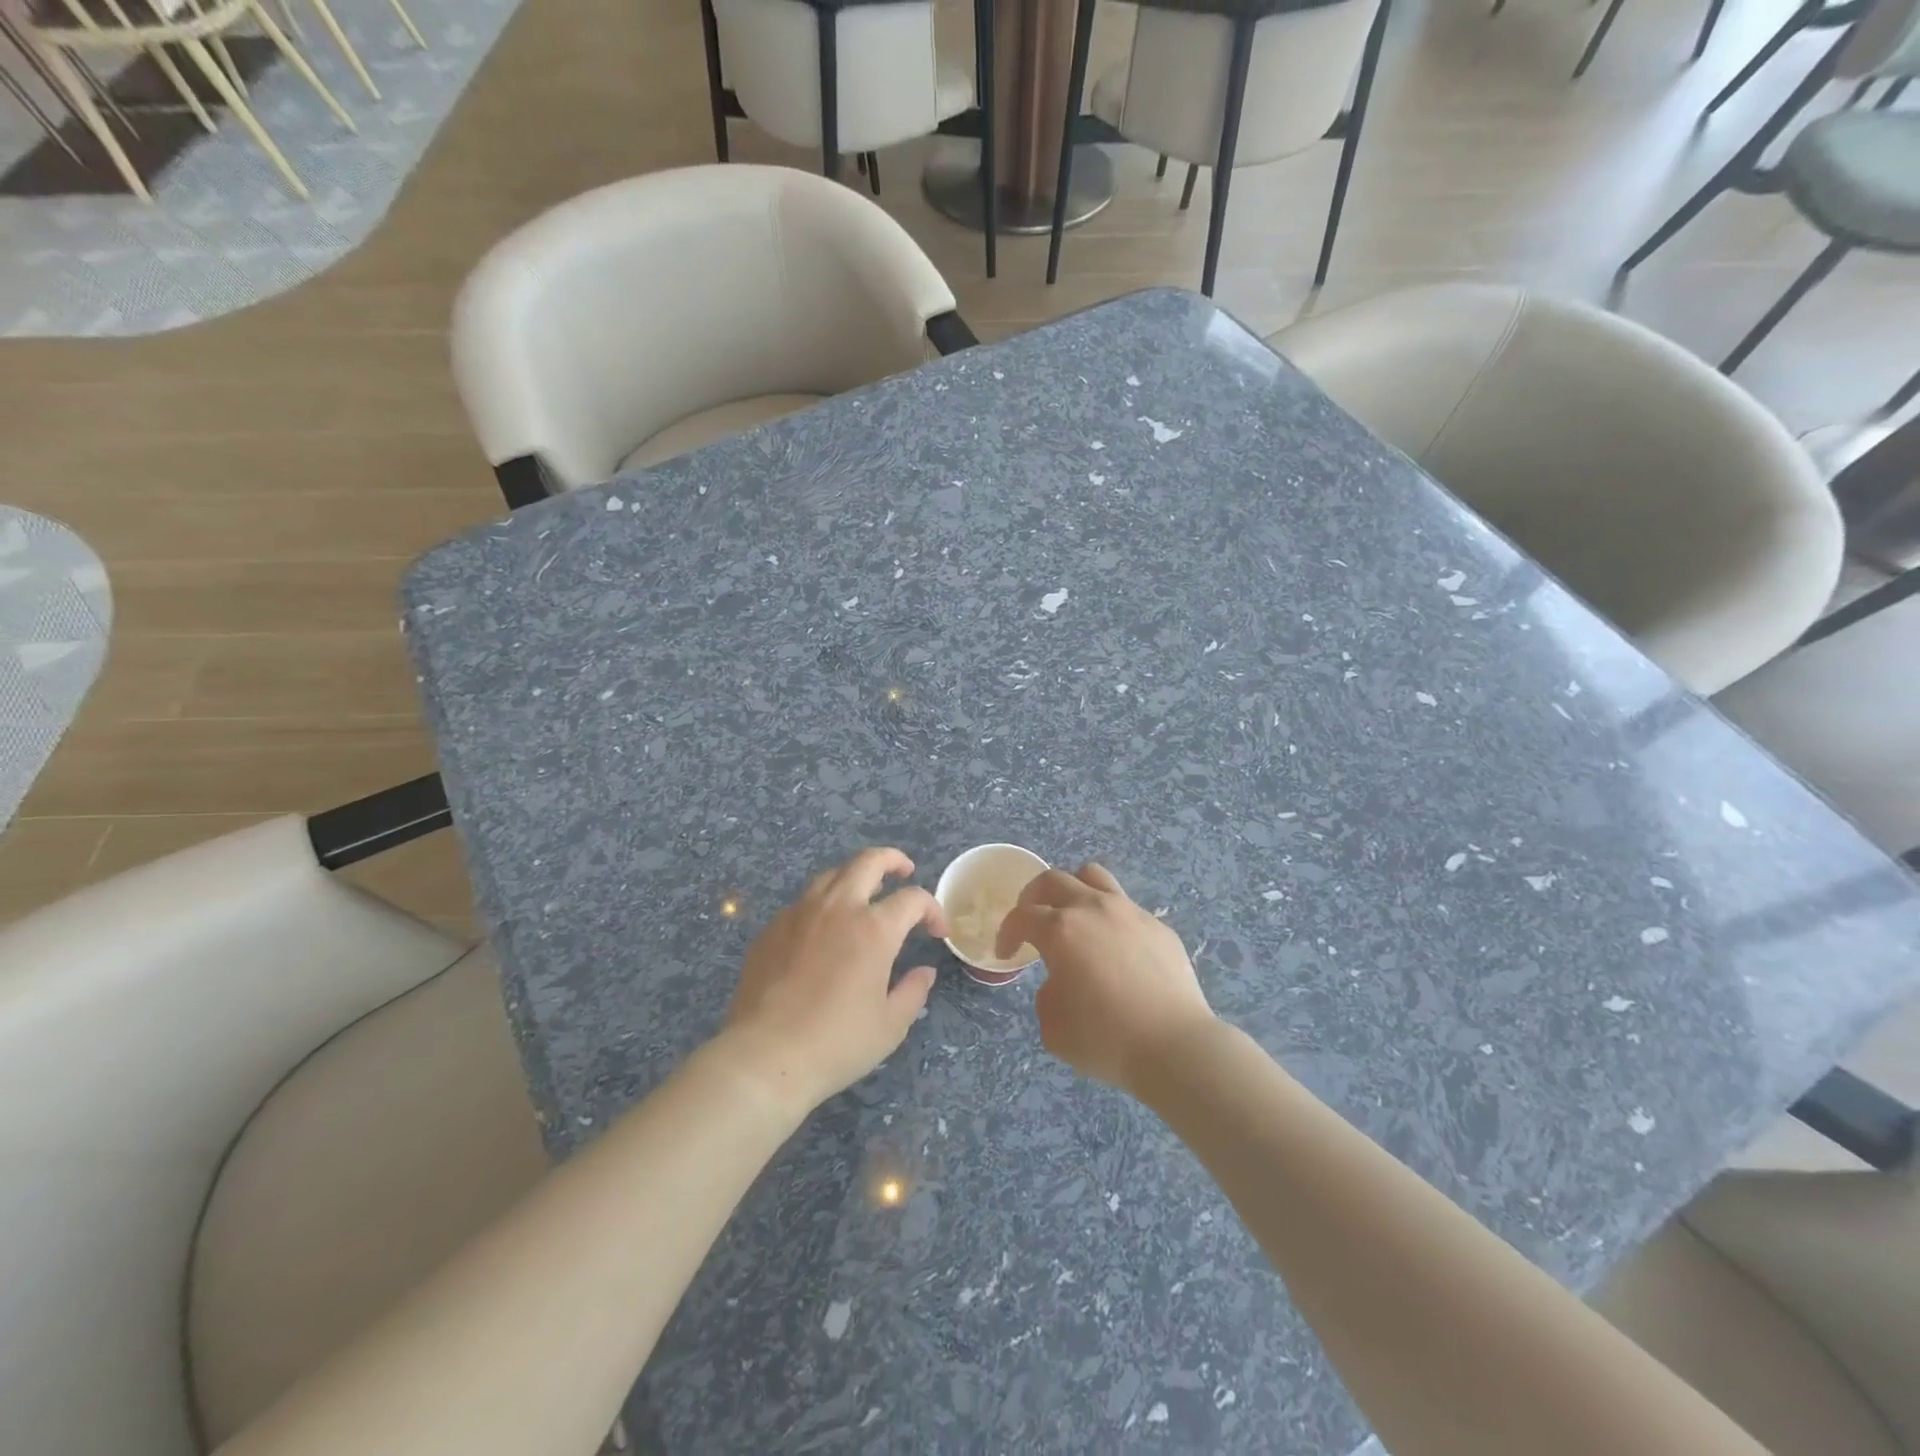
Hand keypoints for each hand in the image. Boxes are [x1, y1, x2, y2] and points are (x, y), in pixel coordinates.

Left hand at [721, 848, 947, 1115]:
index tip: (938, 932)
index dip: (932, 909)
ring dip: (855, 876)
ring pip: (832, 874)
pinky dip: (823, 904)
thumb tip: (924, 971)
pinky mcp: (772, 928)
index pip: (913, 898)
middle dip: (893, 860)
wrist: (765, 1056)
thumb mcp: (890, 1025)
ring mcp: (800, 913)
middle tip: (904, 872)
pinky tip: (824, 928)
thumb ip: (913, 991)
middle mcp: (838, 908)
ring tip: (864, 894)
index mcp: (874, 928)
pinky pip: (803, 902)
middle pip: (869, 861)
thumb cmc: (837, 1043)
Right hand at [996, 863, 1215, 1091]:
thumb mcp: (1053, 1027)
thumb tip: (1062, 981)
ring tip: (1073, 916)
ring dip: (1074, 889)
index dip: (1007, 932)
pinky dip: (1111, 919)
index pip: (1021, 916)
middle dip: (1033, 897)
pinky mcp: (1159, 927)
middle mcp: (1093, 908)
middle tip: (1031, 921)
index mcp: (1060, 929)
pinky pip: (1127, 908)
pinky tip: (1117, 950)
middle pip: (1053, 880)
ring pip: (1093, 876)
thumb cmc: (1105, 1038)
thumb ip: (1047, 994)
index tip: (1006, 952)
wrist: (1174, 1046)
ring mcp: (1130, 912)